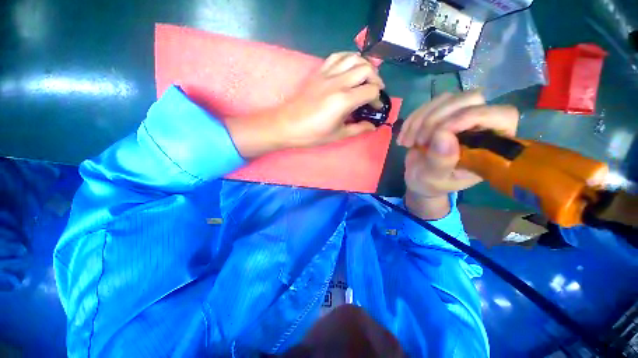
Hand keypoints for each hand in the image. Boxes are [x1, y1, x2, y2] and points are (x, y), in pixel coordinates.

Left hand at [225, 52, 384, 157]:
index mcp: (344, 101)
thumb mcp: (338, 135)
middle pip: (366, 69)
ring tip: (366, 78)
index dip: (377, 99)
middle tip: (375, 92)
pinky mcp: (318, 72)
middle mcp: (338, 83)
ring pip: (353, 58)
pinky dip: (348, 58)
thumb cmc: (312, 134)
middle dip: (376, 80)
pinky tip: (350, 68)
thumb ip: (358, 128)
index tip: (375, 108)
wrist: (287, 125)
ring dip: (365, 66)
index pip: (371, 91)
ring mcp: (327, 75)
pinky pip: (337, 57)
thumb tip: (372, 126)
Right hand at [397, 91, 518, 218]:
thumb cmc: (431, 183)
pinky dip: (413, 119)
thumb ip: (441, 162)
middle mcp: (482, 126)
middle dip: (437, 119)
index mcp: (491, 146)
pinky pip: (430, 104)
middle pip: (471, 99)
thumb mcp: (434, 179)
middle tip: (419, 142)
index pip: (501, 116)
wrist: (418, 178)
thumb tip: (443, 136)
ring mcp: (462, 115)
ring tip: (409, 142)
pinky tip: (404, 136)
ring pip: (447, 99)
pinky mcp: (443, 113)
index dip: (470, 117)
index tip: (437, 134)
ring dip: (421, 119)